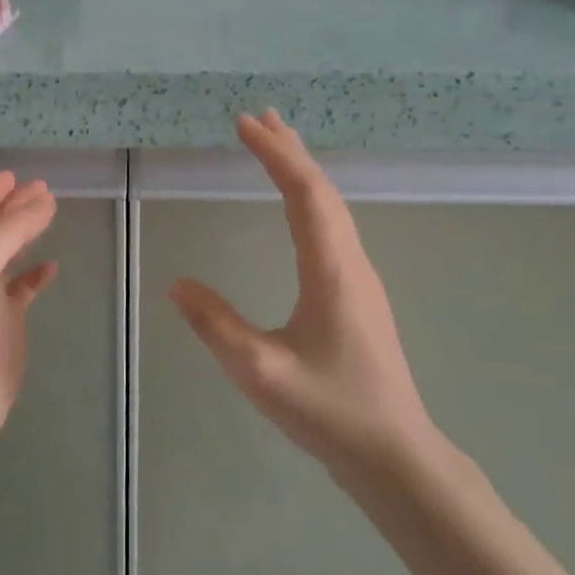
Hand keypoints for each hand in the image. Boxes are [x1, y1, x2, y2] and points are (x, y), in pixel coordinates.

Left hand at [0, 173, 58, 497]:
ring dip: (25, 234)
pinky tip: (51, 268)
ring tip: (50, 216)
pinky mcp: (4, 325)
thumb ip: (8, 232)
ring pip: (6, 255)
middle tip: (43, 189)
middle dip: (13, 207)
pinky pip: (21, 289)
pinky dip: (35, 274)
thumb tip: (43, 201)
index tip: (13, 174)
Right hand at [169, 112, 435, 478]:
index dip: (274, 154)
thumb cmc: (331, 412)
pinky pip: (332, 227)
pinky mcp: (357, 294)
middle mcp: (351, 262)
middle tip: (258, 118)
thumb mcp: (260, 372)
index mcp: (332, 269)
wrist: (396, 457)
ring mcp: (359, 277)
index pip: (304, 193)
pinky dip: (310, 198)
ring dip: (302, 171)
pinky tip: (300, 207)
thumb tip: (177, 284)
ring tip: (276, 146)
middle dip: (289, 150)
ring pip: (331, 207)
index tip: (243, 124)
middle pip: (322, 190)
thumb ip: (216, 325)